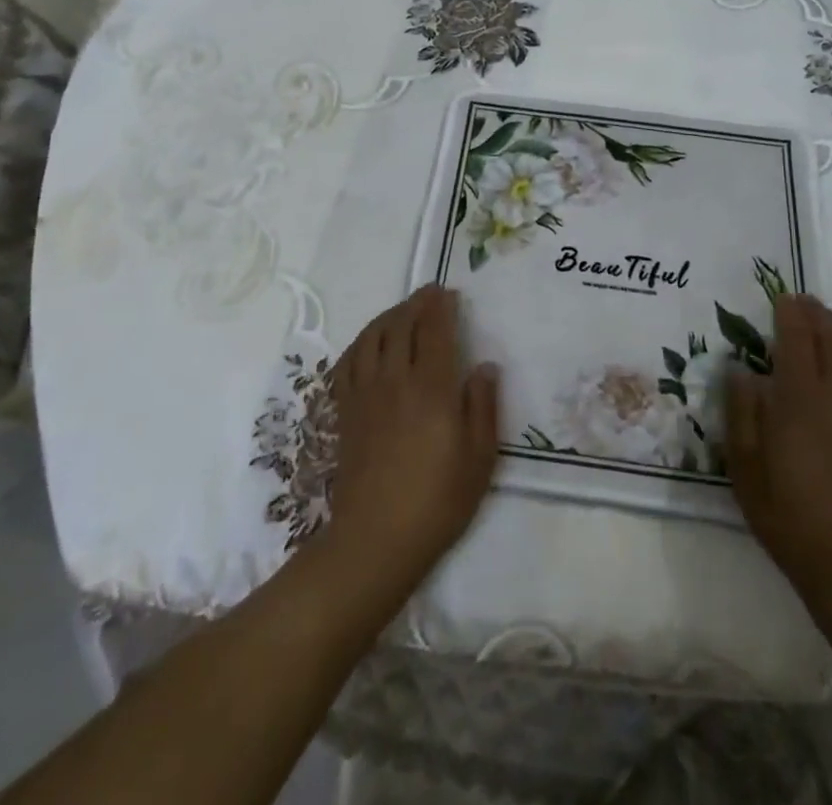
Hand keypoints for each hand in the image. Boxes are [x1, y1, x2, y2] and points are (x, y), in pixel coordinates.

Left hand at [324, 286, 499, 600]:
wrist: (376, 539)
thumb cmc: (437, 500)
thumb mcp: (479, 458)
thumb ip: (483, 406)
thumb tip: (485, 366)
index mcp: (431, 387)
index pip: (434, 330)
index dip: (441, 306)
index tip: (449, 293)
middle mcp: (395, 380)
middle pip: (401, 325)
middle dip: (416, 303)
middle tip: (429, 293)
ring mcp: (365, 394)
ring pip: (372, 337)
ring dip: (389, 316)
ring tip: (402, 310)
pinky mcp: (346, 411)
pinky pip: (347, 362)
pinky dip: (360, 342)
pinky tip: (369, 343)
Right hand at [726, 294, 831, 598]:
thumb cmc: (787, 512)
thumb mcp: (744, 465)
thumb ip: (741, 411)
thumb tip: (741, 369)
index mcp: (801, 400)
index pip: (797, 340)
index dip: (789, 314)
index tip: (781, 297)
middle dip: (818, 315)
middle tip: (802, 302)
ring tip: (825, 323)